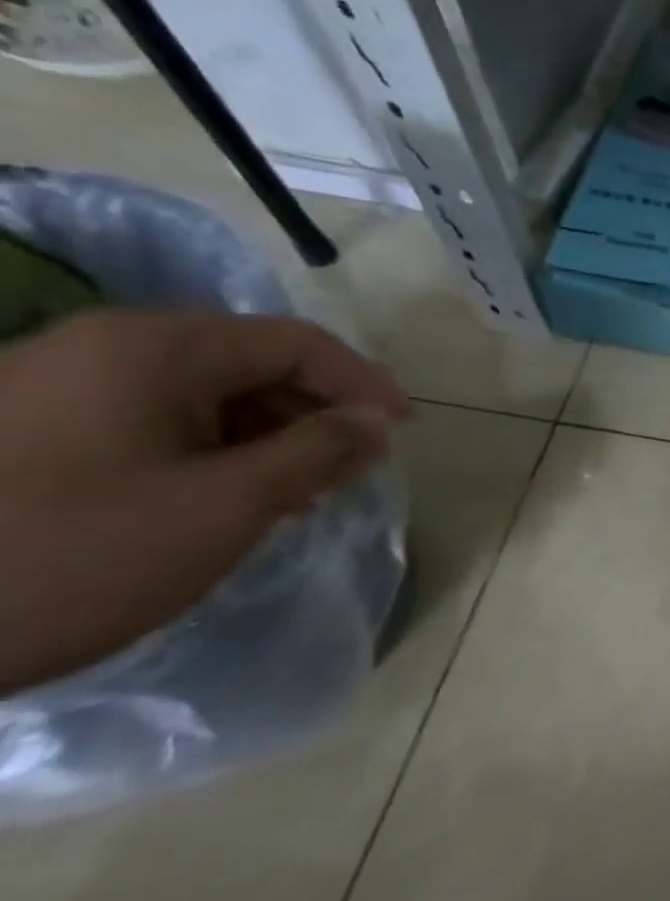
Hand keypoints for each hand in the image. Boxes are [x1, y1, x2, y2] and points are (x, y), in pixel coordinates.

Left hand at [0, 308, 409, 693]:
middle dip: (313, 415)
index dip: (364, 383)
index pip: (297, 343)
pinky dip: (206, 450)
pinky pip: (149, 420)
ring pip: (201, 394)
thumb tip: (377, 421)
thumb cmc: (74, 557)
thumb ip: (320, 451)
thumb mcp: (227, 505)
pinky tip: (219, 498)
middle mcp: (100, 348)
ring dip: (264, 437)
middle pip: (250, 364)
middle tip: (347, 471)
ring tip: (291, 494)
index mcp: (152, 349)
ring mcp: (51, 386)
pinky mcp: (24, 429)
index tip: (401, 431)